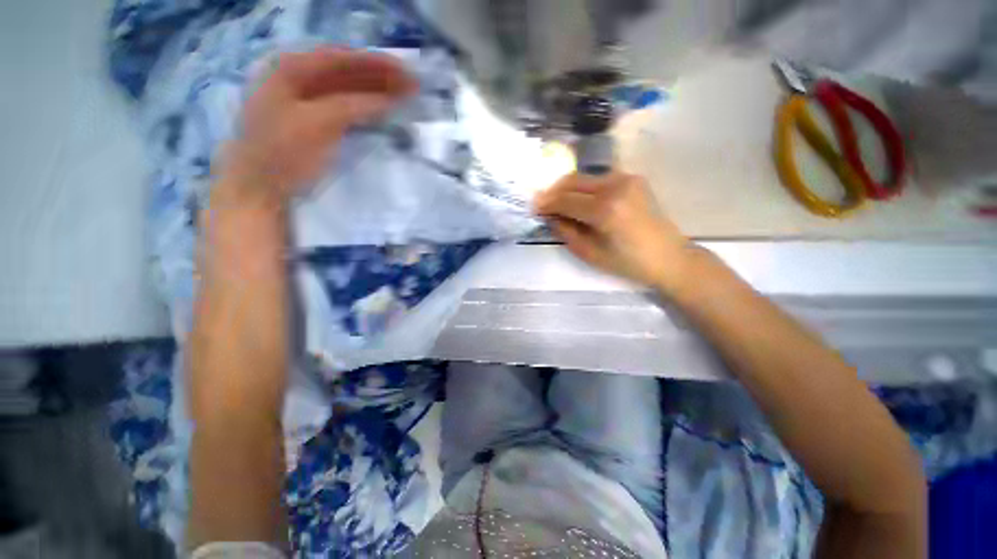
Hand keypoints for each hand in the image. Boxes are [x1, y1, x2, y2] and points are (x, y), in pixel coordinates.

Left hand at [215, 47, 415, 208]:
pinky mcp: (312, 121)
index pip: (343, 57)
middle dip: (380, 77)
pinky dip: (364, 107)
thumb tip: (389, 99)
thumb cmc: (284, 151)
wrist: (260, 186)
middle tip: (411, 86)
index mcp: (292, 67)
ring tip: (402, 97)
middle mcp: (297, 76)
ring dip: (374, 91)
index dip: (377, 64)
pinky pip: (343, 106)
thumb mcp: (319, 123)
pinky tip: (380, 110)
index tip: (406, 72)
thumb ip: (354, 106)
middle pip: (346, 71)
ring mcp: (303, 100)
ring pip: (346, 89)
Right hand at [534, 172, 695, 290]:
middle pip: (572, 181)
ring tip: (559, 204)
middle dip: (553, 192)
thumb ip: (565, 231)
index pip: (565, 200)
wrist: (669, 256)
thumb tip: (550, 217)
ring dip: (567, 189)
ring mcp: (626, 178)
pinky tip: (580, 201)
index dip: (546, 204)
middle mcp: (615, 186)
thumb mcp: (589, 253)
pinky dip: (584, 188)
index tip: (533, 208)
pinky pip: (598, 179)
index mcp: (605, 210)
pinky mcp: (632, 178)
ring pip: (584, 177)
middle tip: (542, 204)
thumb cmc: (627, 263)